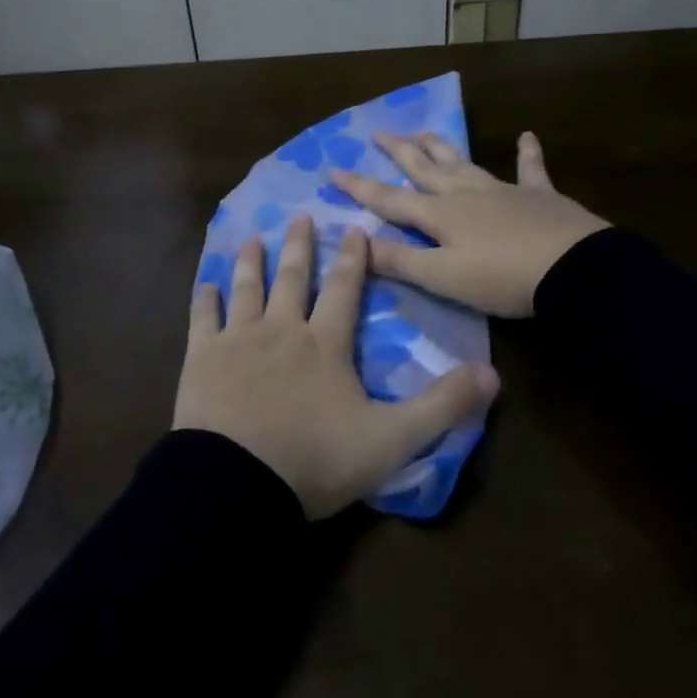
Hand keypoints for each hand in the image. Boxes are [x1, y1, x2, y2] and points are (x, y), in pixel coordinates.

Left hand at [174, 214, 499, 519]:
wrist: (238, 481)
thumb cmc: (316, 460)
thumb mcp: (392, 439)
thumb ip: (442, 406)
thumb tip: (494, 373)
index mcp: (326, 344)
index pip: (345, 290)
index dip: (353, 258)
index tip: (354, 228)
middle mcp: (282, 329)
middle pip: (294, 279)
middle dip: (301, 246)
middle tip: (301, 216)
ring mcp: (238, 340)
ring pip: (248, 288)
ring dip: (252, 261)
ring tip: (254, 237)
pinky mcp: (203, 358)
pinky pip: (204, 319)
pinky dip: (205, 299)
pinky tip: (205, 283)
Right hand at [330, 130, 608, 318]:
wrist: (575, 270)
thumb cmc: (502, 278)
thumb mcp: (443, 277)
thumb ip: (399, 261)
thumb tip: (355, 245)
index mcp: (440, 215)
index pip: (389, 199)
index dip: (359, 187)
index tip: (332, 169)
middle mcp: (466, 194)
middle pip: (424, 169)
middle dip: (398, 153)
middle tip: (378, 133)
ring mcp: (504, 191)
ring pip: (464, 163)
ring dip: (442, 148)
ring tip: (424, 132)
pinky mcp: (540, 197)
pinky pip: (530, 169)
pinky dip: (527, 153)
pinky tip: (527, 136)